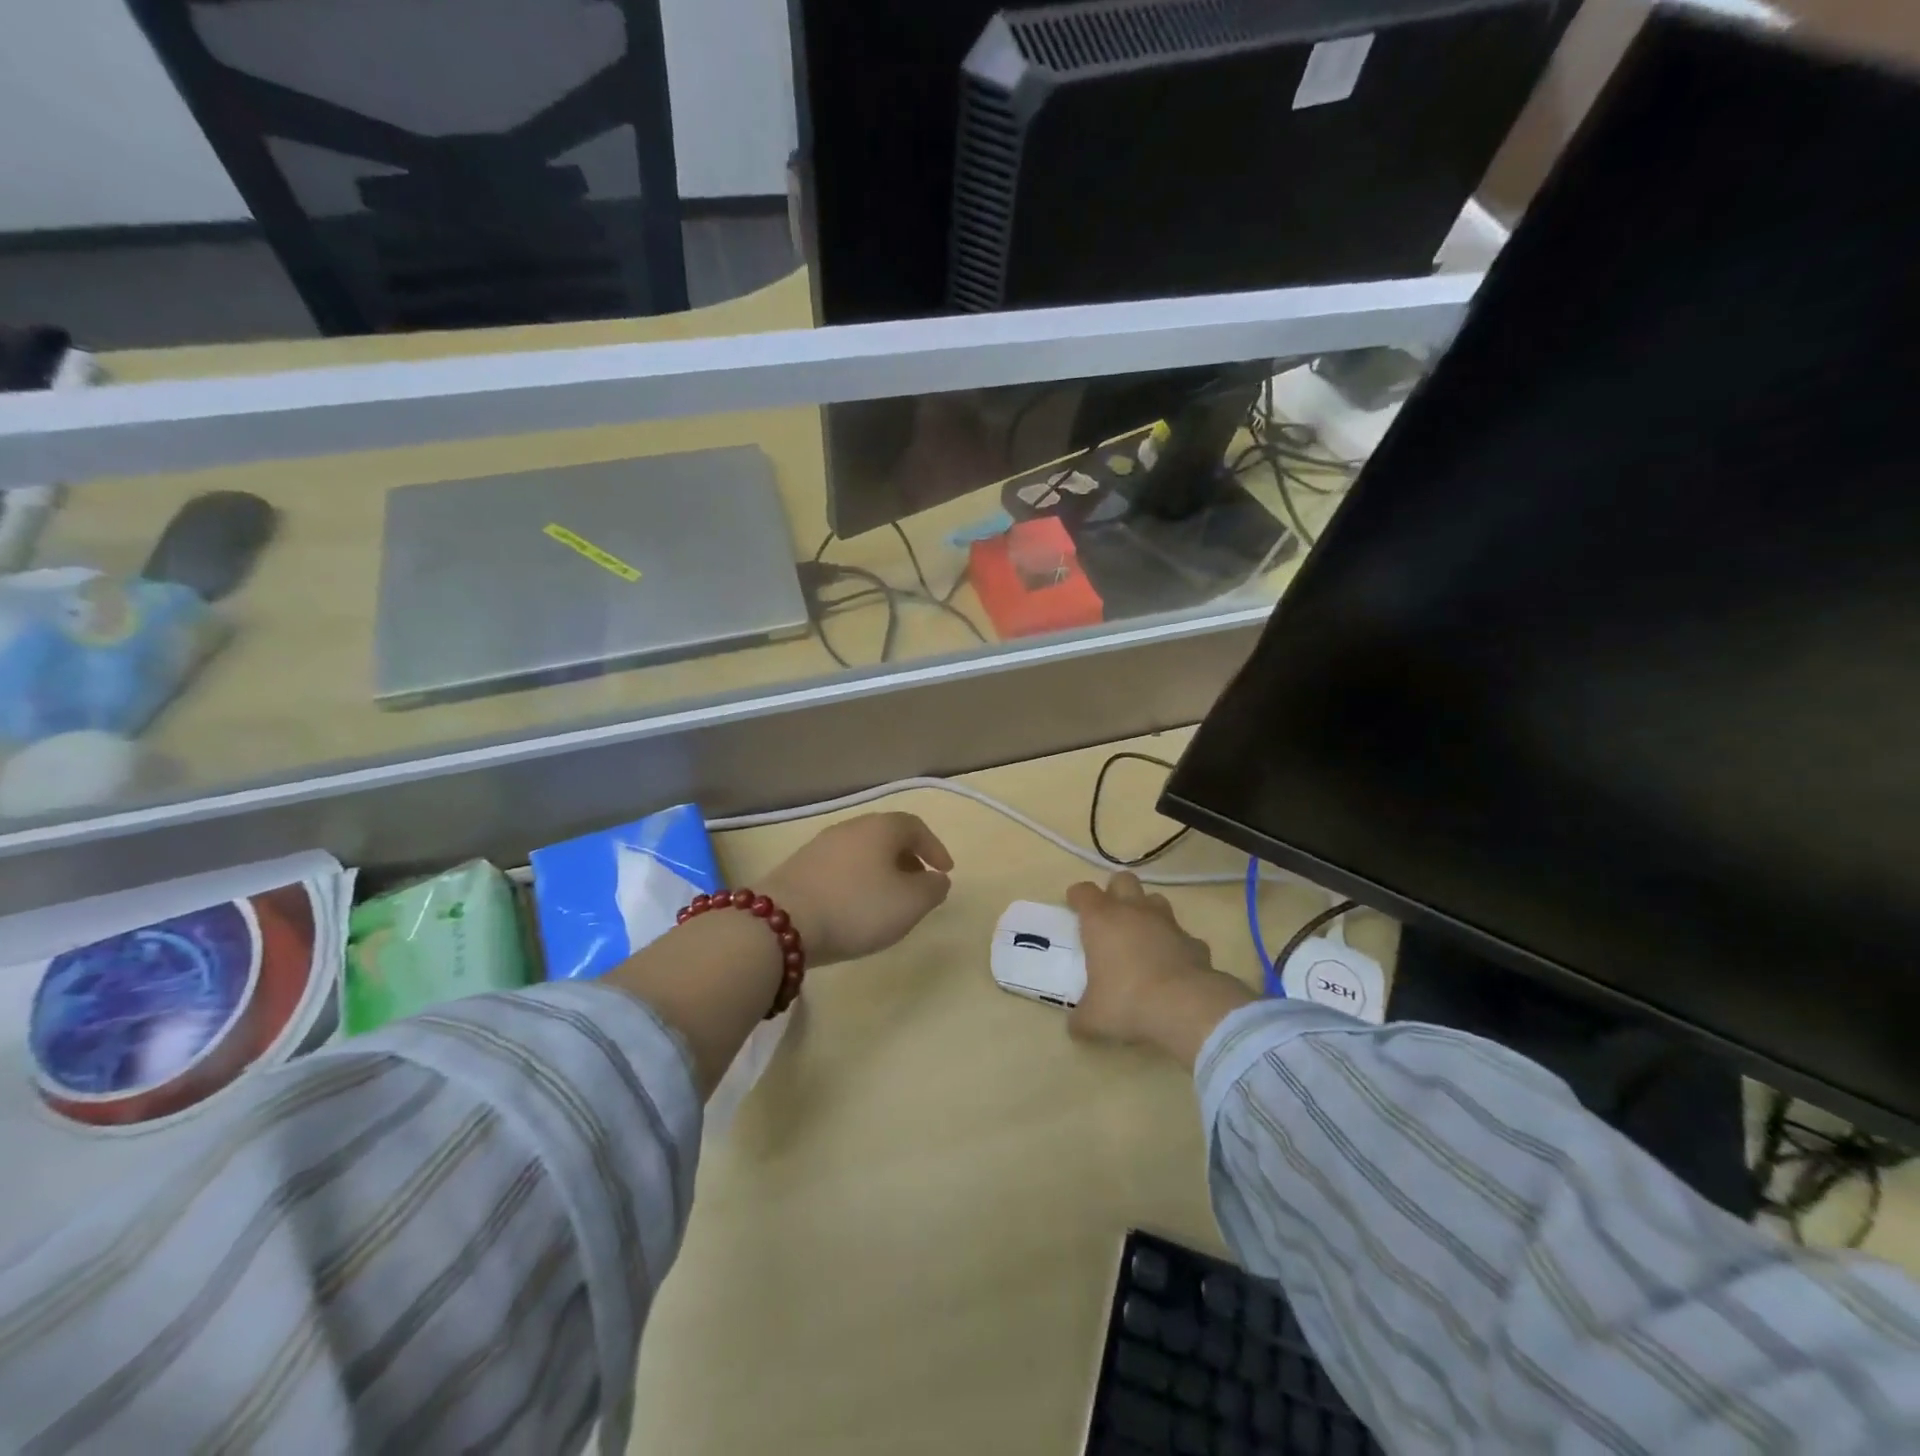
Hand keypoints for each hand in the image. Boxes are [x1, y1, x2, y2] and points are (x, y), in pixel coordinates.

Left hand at [762, 812, 953, 965]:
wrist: (782, 922)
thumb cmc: (857, 907)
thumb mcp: (910, 903)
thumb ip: (932, 889)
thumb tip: (937, 879)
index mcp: (880, 828)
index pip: (915, 826)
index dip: (934, 847)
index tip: (945, 871)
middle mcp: (850, 827)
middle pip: (886, 836)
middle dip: (908, 858)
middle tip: (919, 884)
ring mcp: (821, 845)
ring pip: (862, 851)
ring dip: (880, 870)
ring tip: (888, 899)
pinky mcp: (799, 866)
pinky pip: (840, 867)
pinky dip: (856, 880)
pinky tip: (854, 906)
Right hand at [1067, 873, 1252, 1061]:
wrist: (1186, 1006)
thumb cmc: (1128, 1002)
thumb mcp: (1094, 1018)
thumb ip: (1081, 1017)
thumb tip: (1075, 1026)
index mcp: (1102, 920)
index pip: (1083, 891)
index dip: (1077, 896)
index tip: (1073, 906)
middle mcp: (1133, 911)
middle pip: (1123, 880)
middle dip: (1115, 891)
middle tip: (1110, 916)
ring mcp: (1167, 923)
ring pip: (1155, 899)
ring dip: (1146, 911)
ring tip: (1141, 935)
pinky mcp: (1194, 941)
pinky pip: (1181, 935)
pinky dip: (1175, 944)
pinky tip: (1172, 964)